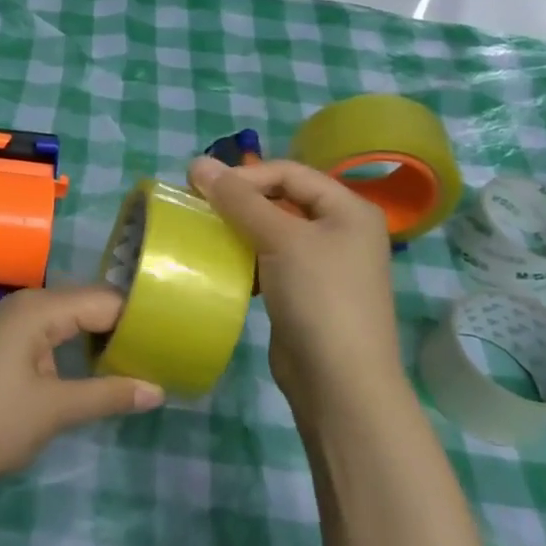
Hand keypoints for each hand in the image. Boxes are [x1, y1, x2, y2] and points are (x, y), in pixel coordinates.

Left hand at [0, 286, 164, 490]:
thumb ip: (108, 395)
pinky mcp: (12, 346)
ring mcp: (18, 325)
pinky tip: (106, 369)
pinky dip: (83, 349)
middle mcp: (29, 306)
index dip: (140, 319)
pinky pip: (59, 335)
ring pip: (75, 321)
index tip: (177, 338)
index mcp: (40, 308)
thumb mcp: (55, 409)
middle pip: (91, 305)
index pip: (105, 301)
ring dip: (106, 340)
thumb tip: (159, 390)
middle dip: (126, 328)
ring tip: (147, 361)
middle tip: (168, 352)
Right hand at [188, 156, 401, 403]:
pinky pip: (271, 261)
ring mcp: (325, 264)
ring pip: (273, 231)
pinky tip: (222, 266)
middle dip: (239, 201)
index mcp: (349, 208)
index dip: (245, 175)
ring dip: (239, 230)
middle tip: (196, 207)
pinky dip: (246, 258)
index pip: (289, 172)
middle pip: (282, 199)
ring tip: (203, 234)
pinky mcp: (306, 293)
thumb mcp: (281, 239)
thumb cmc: (319, 297)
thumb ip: (239, 200)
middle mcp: (341, 230)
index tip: (199, 187)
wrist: (340, 382)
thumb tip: (198, 163)